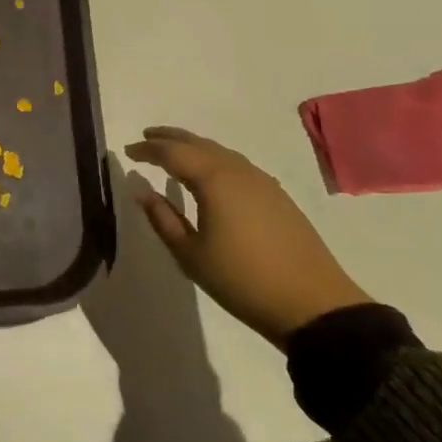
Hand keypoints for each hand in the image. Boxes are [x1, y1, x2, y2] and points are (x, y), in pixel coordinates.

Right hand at [125, 126, 371, 348]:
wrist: (313, 304)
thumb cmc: (242, 280)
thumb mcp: (191, 255)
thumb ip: (162, 218)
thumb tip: (141, 189)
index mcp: (212, 179)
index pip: (171, 152)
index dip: (147, 149)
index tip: (127, 151)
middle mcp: (236, 169)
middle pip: (197, 142)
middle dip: (169, 138)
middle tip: (146, 137)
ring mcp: (260, 179)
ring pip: (219, 151)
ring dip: (193, 146)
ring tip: (174, 151)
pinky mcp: (276, 193)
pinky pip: (235, 164)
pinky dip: (214, 159)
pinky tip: (210, 173)